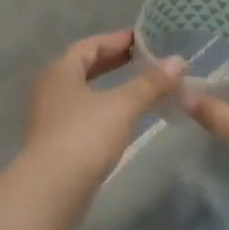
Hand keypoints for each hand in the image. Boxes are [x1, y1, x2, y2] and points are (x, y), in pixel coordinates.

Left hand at [21, 31, 182, 196]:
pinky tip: (125, 120)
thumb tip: (178, 61)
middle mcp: (50, 89)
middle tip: (144, 61)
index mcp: (60, 71)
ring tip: (140, 89)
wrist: (52, 190)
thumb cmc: (85, 135)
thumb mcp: (123, 105)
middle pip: (84, 68)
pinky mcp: (56, 144)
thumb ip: (151, 83)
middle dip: (114, 63)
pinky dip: (106, 111)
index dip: (116, 40)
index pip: (89, 46)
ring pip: (84, 94)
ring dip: (110, 89)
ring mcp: (50, 118)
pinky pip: (85, 116)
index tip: (142, 39)